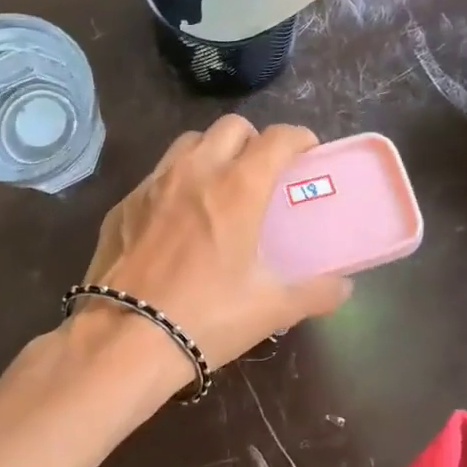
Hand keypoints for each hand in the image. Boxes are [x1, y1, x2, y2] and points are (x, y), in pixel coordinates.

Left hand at [78, 116, 352, 370]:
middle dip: (254, 140)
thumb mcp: (271, 309)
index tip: (307, 154)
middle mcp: (195, 171)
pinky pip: (156, 176)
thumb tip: (343, 286)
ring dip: (212, 152)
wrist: (124, 340)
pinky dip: (175, 183)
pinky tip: (175, 220)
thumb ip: (315, 292)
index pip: (278, 138)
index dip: (299, 139)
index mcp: (238, 187)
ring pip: (188, 143)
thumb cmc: (206, 317)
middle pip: (231, 127)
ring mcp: (152, 184)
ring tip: (218, 188)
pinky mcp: (122, 205)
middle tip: (262, 174)